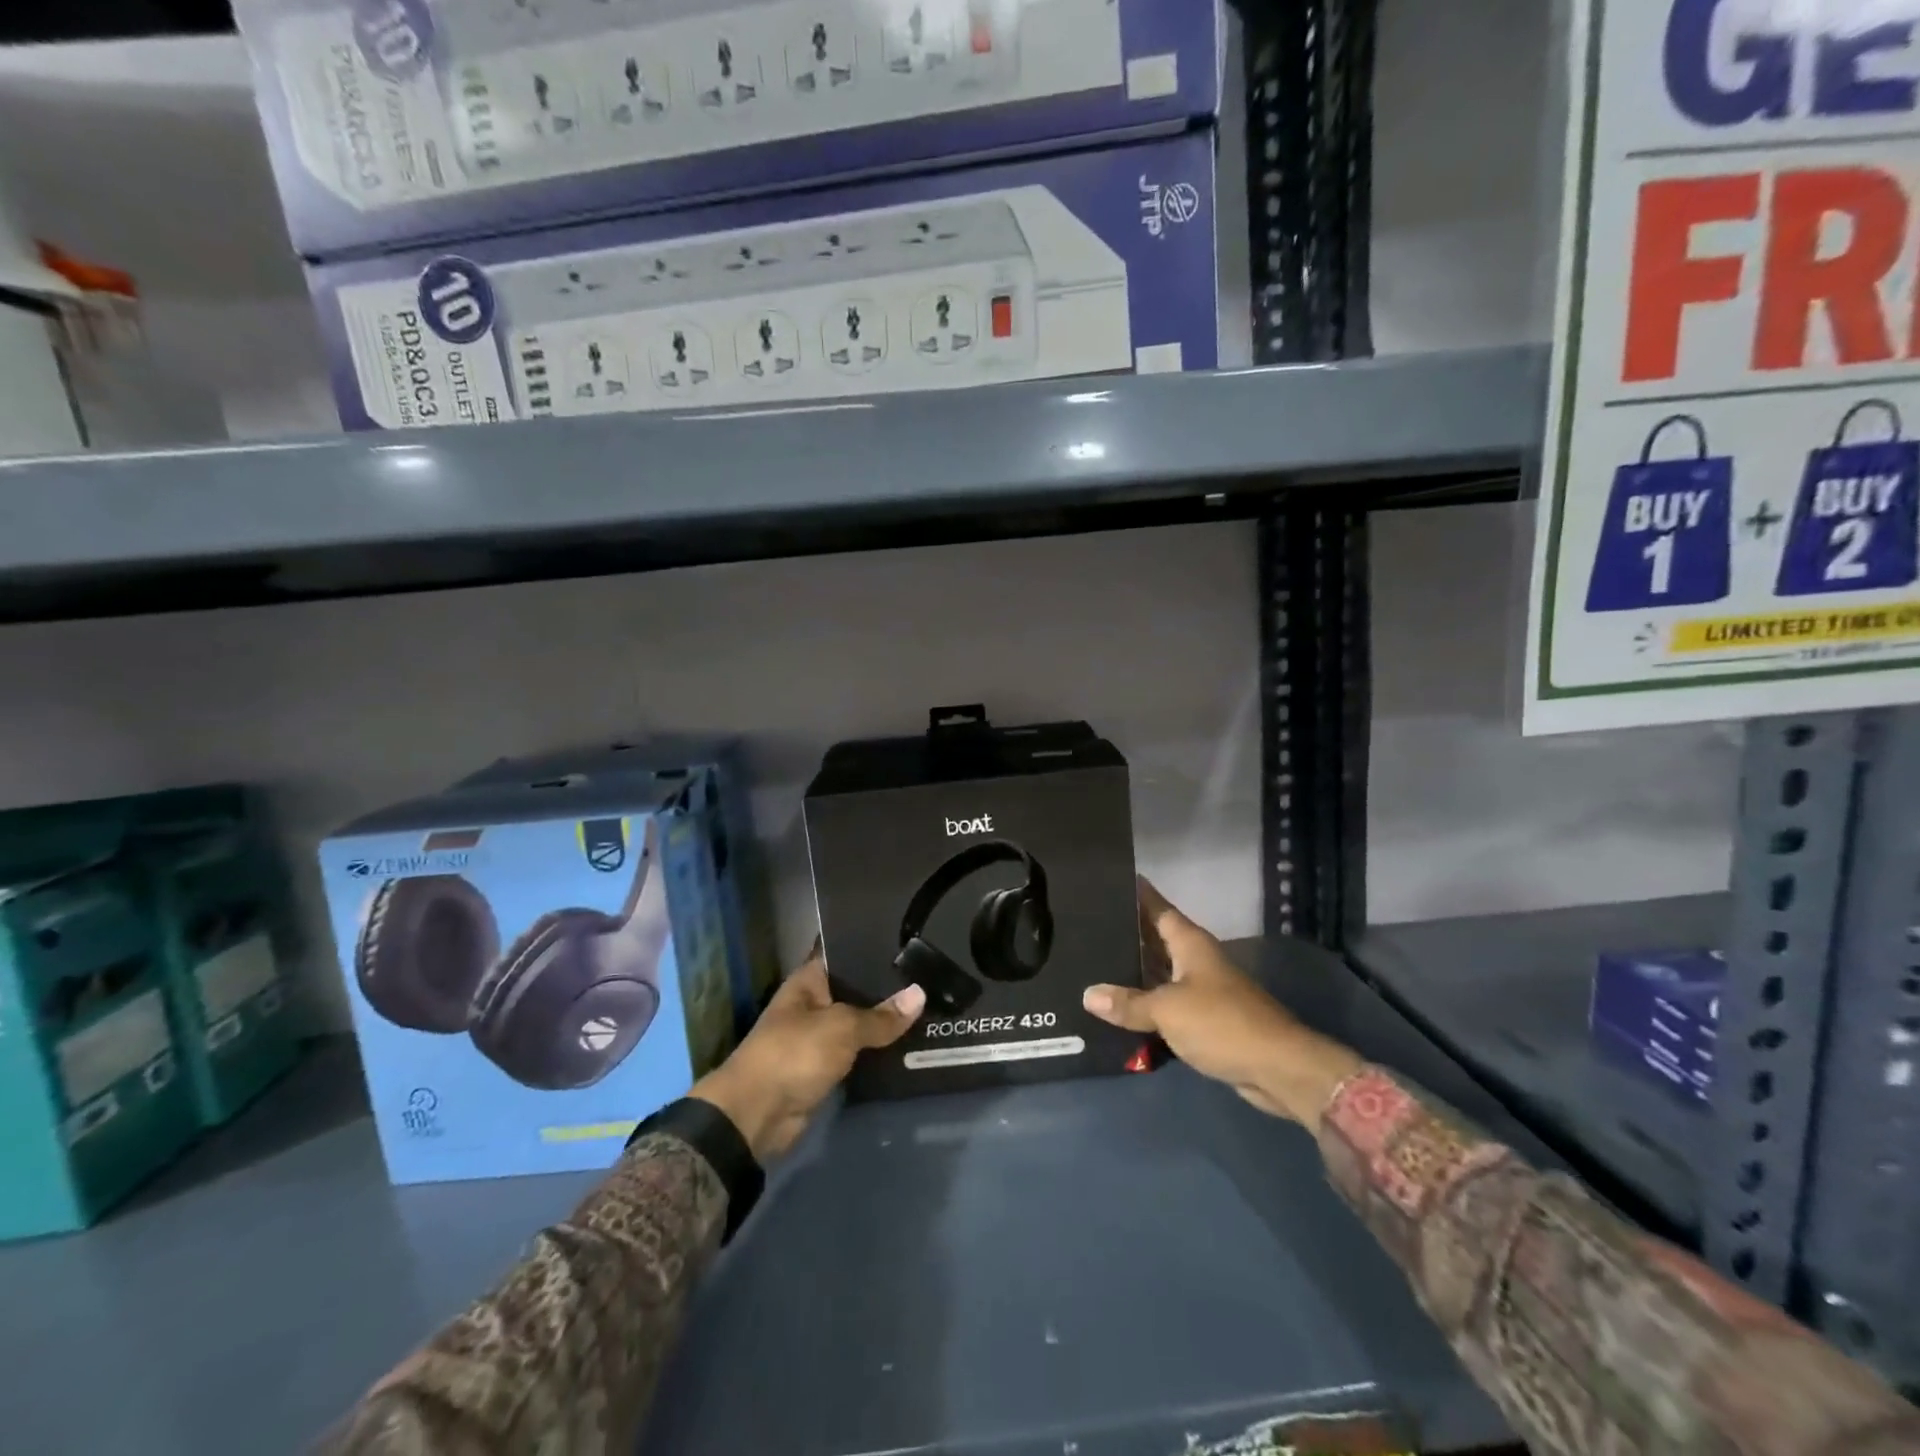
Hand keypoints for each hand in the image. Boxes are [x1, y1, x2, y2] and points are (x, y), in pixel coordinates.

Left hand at [690, 948, 924, 1161]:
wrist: (757, 1116)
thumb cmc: (794, 1054)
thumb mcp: (842, 1028)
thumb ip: (881, 1016)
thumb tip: (920, 994)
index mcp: (809, 980)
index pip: (844, 951)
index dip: (873, 944)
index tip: (910, 938)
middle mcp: (815, 1003)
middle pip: (857, 988)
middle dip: (888, 985)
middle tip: (931, 973)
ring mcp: (820, 1036)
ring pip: (861, 1021)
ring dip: (887, 1020)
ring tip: (932, 1002)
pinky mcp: (827, 1066)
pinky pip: (860, 1051)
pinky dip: (880, 1048)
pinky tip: (912, 1039)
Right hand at [1082, 879, 1363, 1131]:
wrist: (1278, 1068)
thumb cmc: (1222, 1023)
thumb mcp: (1167, 1010)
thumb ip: (1128, 1002)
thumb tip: (1088, 994)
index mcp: (1190, 943)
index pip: (1157, 907)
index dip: (1136, 893)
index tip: (1109, 880)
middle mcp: (1196, 960)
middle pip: (1156, 938)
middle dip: (1126, 933)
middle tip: (1086, 925)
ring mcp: (1202, 989)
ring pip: (1160, 972)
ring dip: (1133, 972)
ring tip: (1093, 964)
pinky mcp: (1205, 1019)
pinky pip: (1167, 1003)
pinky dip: (1146, 1003)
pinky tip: (1119, 1008)